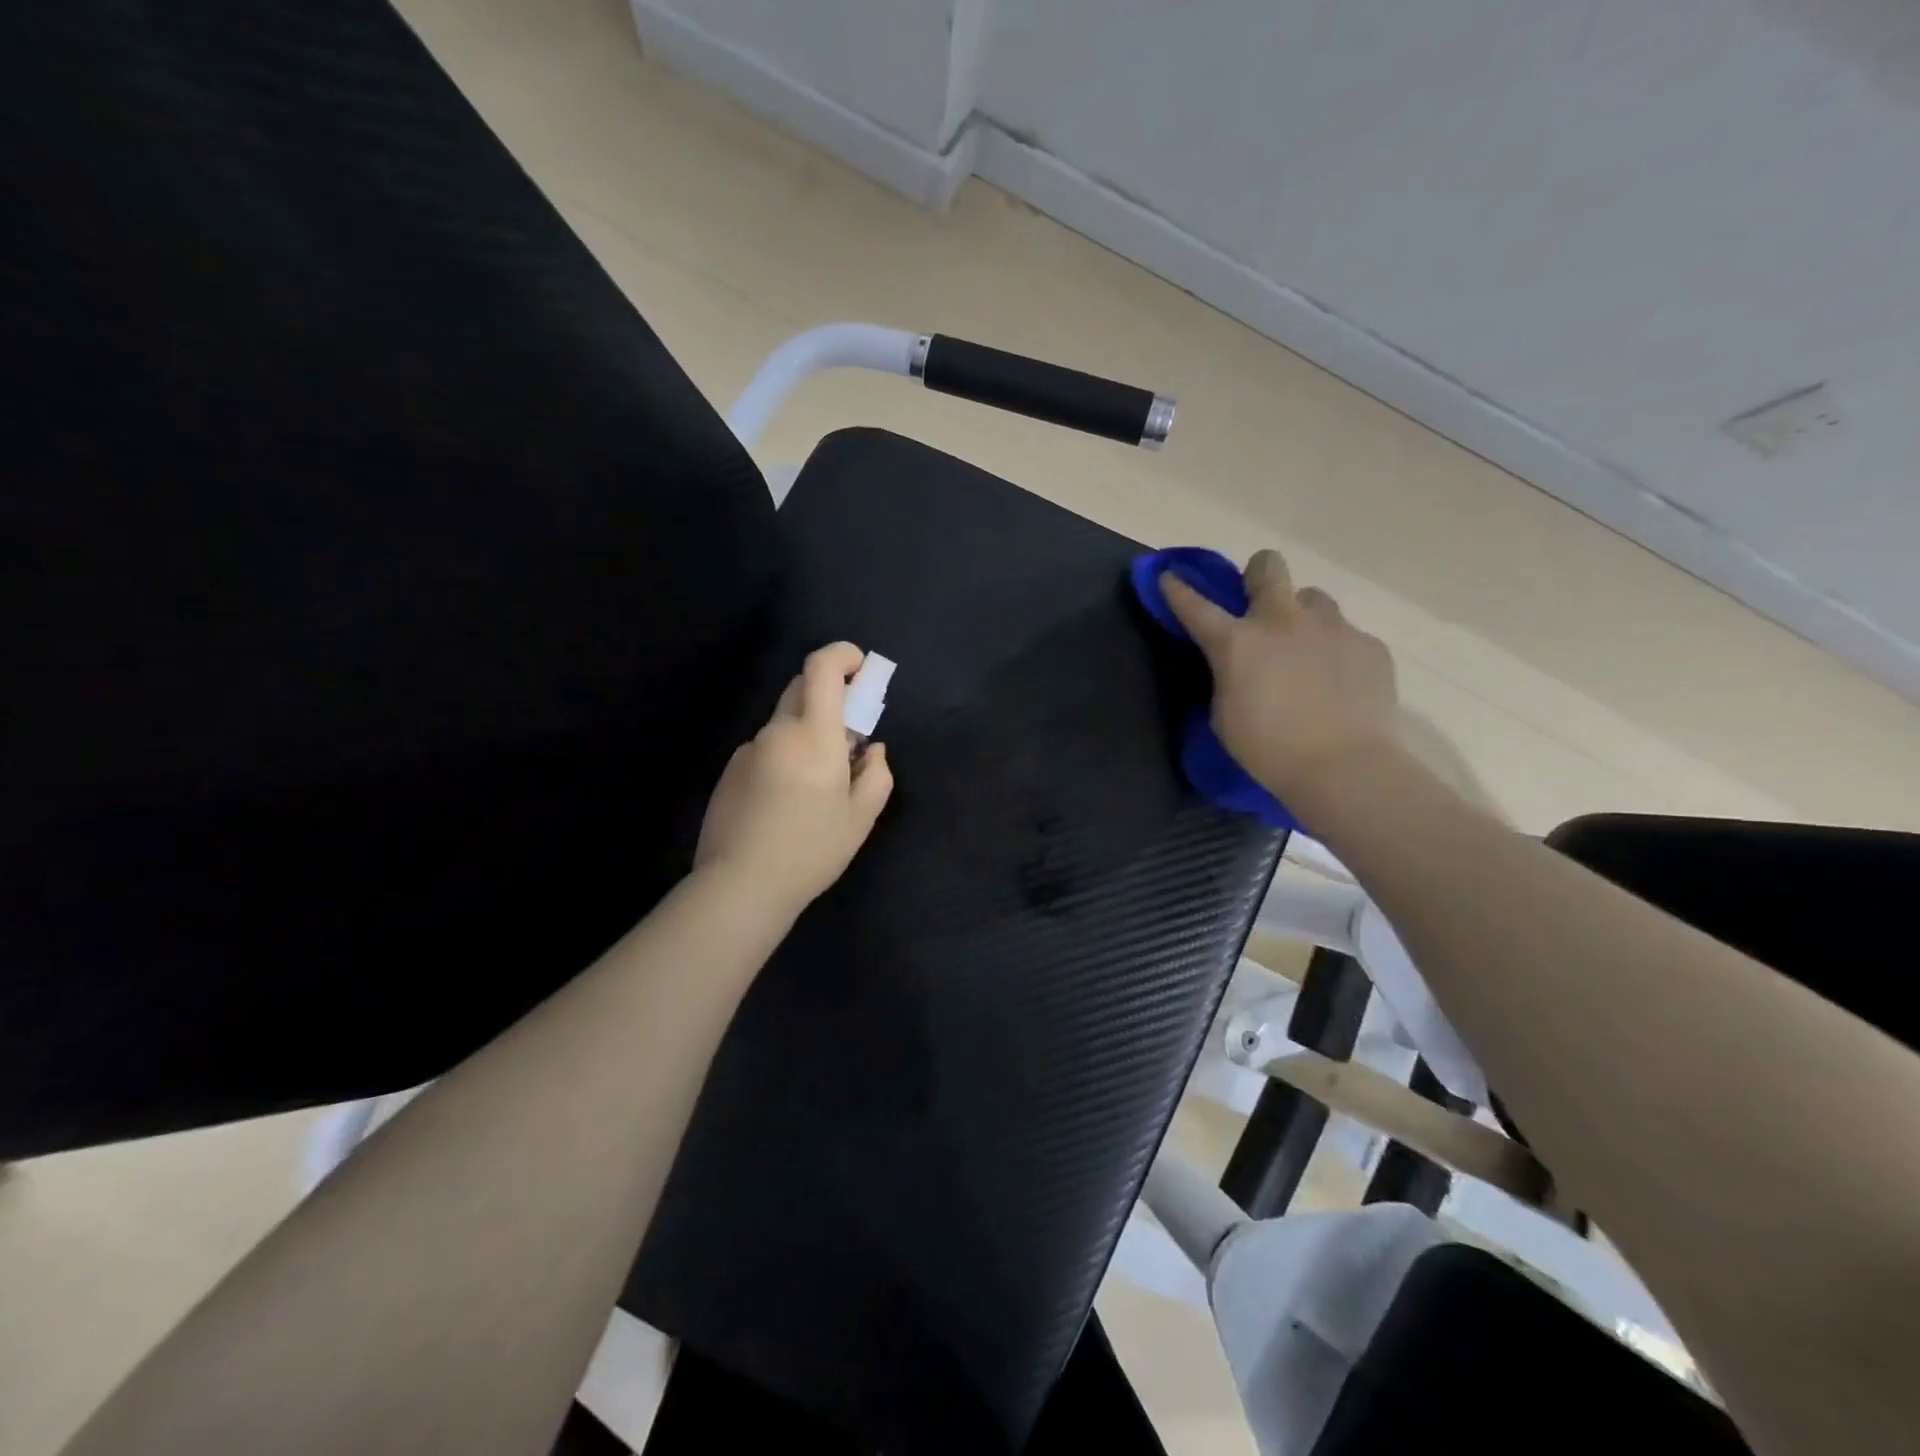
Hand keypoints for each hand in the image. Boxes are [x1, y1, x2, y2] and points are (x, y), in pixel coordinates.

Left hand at [695, 642, 894, 919]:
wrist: (740, 886)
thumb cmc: (811, 851)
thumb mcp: (861, 818)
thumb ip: (877, 774)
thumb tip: (872, 749)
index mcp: (813, 736)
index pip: (821, 670)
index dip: (842, 655)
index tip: (860, 668)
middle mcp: (777, 732)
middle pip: (801, 688)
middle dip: (829, 696)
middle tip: (848, 737)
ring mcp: (748, 750)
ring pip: (784, 723)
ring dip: (806, 734)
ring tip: (816, 788)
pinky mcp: (730, 771)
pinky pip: (766, 748)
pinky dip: (784, 757)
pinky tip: (786, 803)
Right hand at [1161, 549, 1400, 800]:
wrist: (1345, 768)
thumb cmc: (1269, 750)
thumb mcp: (1225, 715)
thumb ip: (1228, 677)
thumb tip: (1240, 665)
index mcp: (1238, 642)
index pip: (1196, 605)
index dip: (1178, 589)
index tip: (1169, 576)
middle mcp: (1284, 621)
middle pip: (1268, 566)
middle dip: (1257, 575)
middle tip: (1258, 603)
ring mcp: (1332, 628)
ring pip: (1312, 599)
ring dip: (1301, 617)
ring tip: (1305, 652)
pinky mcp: (1369, 644)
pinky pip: (1346, 634)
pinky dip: (1335, 651)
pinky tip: (1337, 683)